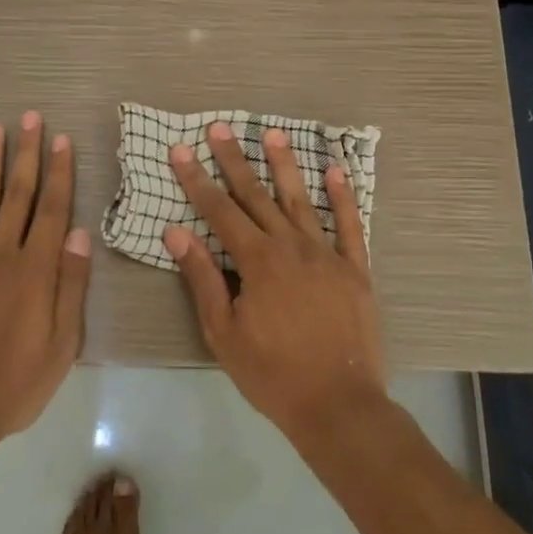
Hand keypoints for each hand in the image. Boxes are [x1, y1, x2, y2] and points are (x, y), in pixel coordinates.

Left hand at [0, 111, 91, 454]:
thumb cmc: (14, 384)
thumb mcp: (61, 345)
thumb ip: (70, 286)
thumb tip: (79, 234)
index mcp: (36, 271)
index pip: (52, 210)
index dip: (59, 172)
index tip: (63, 140)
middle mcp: (0, 255)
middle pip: (18, 195)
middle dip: (26, 154)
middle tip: (30, 117)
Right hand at [163, 123, 386, 444]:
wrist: (337, 405)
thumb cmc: (272, 373)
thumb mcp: (223, 332)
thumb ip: (202, 278)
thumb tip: (176, 232)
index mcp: (257, 261)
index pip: (220, 211)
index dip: (197, 179)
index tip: (180, 150)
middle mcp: (292, 246)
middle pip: (257, 196)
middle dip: (234, 161)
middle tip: (219, 128)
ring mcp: (327, 254)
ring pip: (301, 201)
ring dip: (285, 166)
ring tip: (273, 134)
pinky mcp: (356, 269)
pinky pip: (351, 225)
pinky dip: (344, 196)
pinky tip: (336, 170)